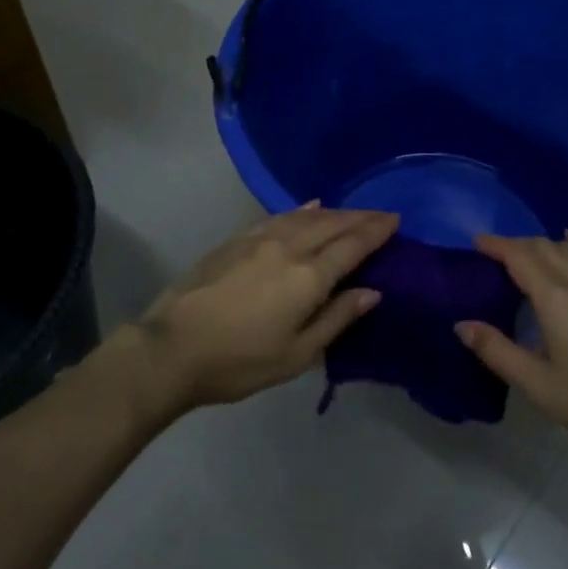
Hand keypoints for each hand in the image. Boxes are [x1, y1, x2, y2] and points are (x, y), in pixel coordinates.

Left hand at [119, 204, 398, 415]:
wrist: (171, 349)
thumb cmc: (239, 361)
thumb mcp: (297, 354)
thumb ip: (337, 318)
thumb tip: (372, 291)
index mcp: (309, 277)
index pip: (352, 245)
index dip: (376, 231)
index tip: (396, 220)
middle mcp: (289, 248)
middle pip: (332, 224)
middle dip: (360, 217)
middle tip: (381, 214)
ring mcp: (259, 239)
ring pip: (306, 215)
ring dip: (334, 211)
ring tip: (351, 212)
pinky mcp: (236, 240)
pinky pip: (279, 216)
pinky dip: (301, 210)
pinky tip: (308, 207)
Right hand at [456, 231, 567, 464]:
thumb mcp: (539, 386)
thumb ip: (497, 351)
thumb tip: (463, 325)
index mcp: (556, 299)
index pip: (520, 257)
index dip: (496, 245)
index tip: (477, 241)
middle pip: (545, 248)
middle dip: (517, 245)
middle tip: (496, 254)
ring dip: (546, 245)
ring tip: (530, 252)